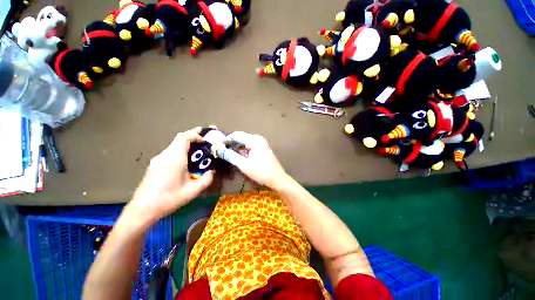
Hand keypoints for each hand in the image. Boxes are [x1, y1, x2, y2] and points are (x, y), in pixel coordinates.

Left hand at [127, 127, 213, 224]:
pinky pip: (170, 152)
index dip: (195, 134)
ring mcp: (158, 159)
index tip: (205, 140)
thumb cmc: (168, 199)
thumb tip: (213, 171)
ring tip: (198, 153)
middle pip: (179, 139)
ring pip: (174, 145)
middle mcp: (165, 156)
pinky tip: (186, 162)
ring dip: (187, 145)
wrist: (142, 210)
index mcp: (174, 159)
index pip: (184, 137)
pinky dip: (181, 151)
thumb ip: (206, 179)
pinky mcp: (155, 164)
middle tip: (205, 142)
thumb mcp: (192, 191)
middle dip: (193, 137)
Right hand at [217, 132, 288, 188]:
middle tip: (221, 152)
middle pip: (241, 138)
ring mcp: (261, 144)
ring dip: (237, 149)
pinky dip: (243, 152)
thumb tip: (219, 150)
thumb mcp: (244, 165)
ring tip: (228, 156)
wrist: (277, 179)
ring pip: (244, 144)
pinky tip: (238, 158)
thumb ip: (231, 156)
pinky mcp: (261, 149)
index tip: (217, 146)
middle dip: (231, 145)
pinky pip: (249, 147)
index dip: (226, 140)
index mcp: (255, 140)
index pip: (236, 135)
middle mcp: (258, 139)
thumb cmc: (261, 172)